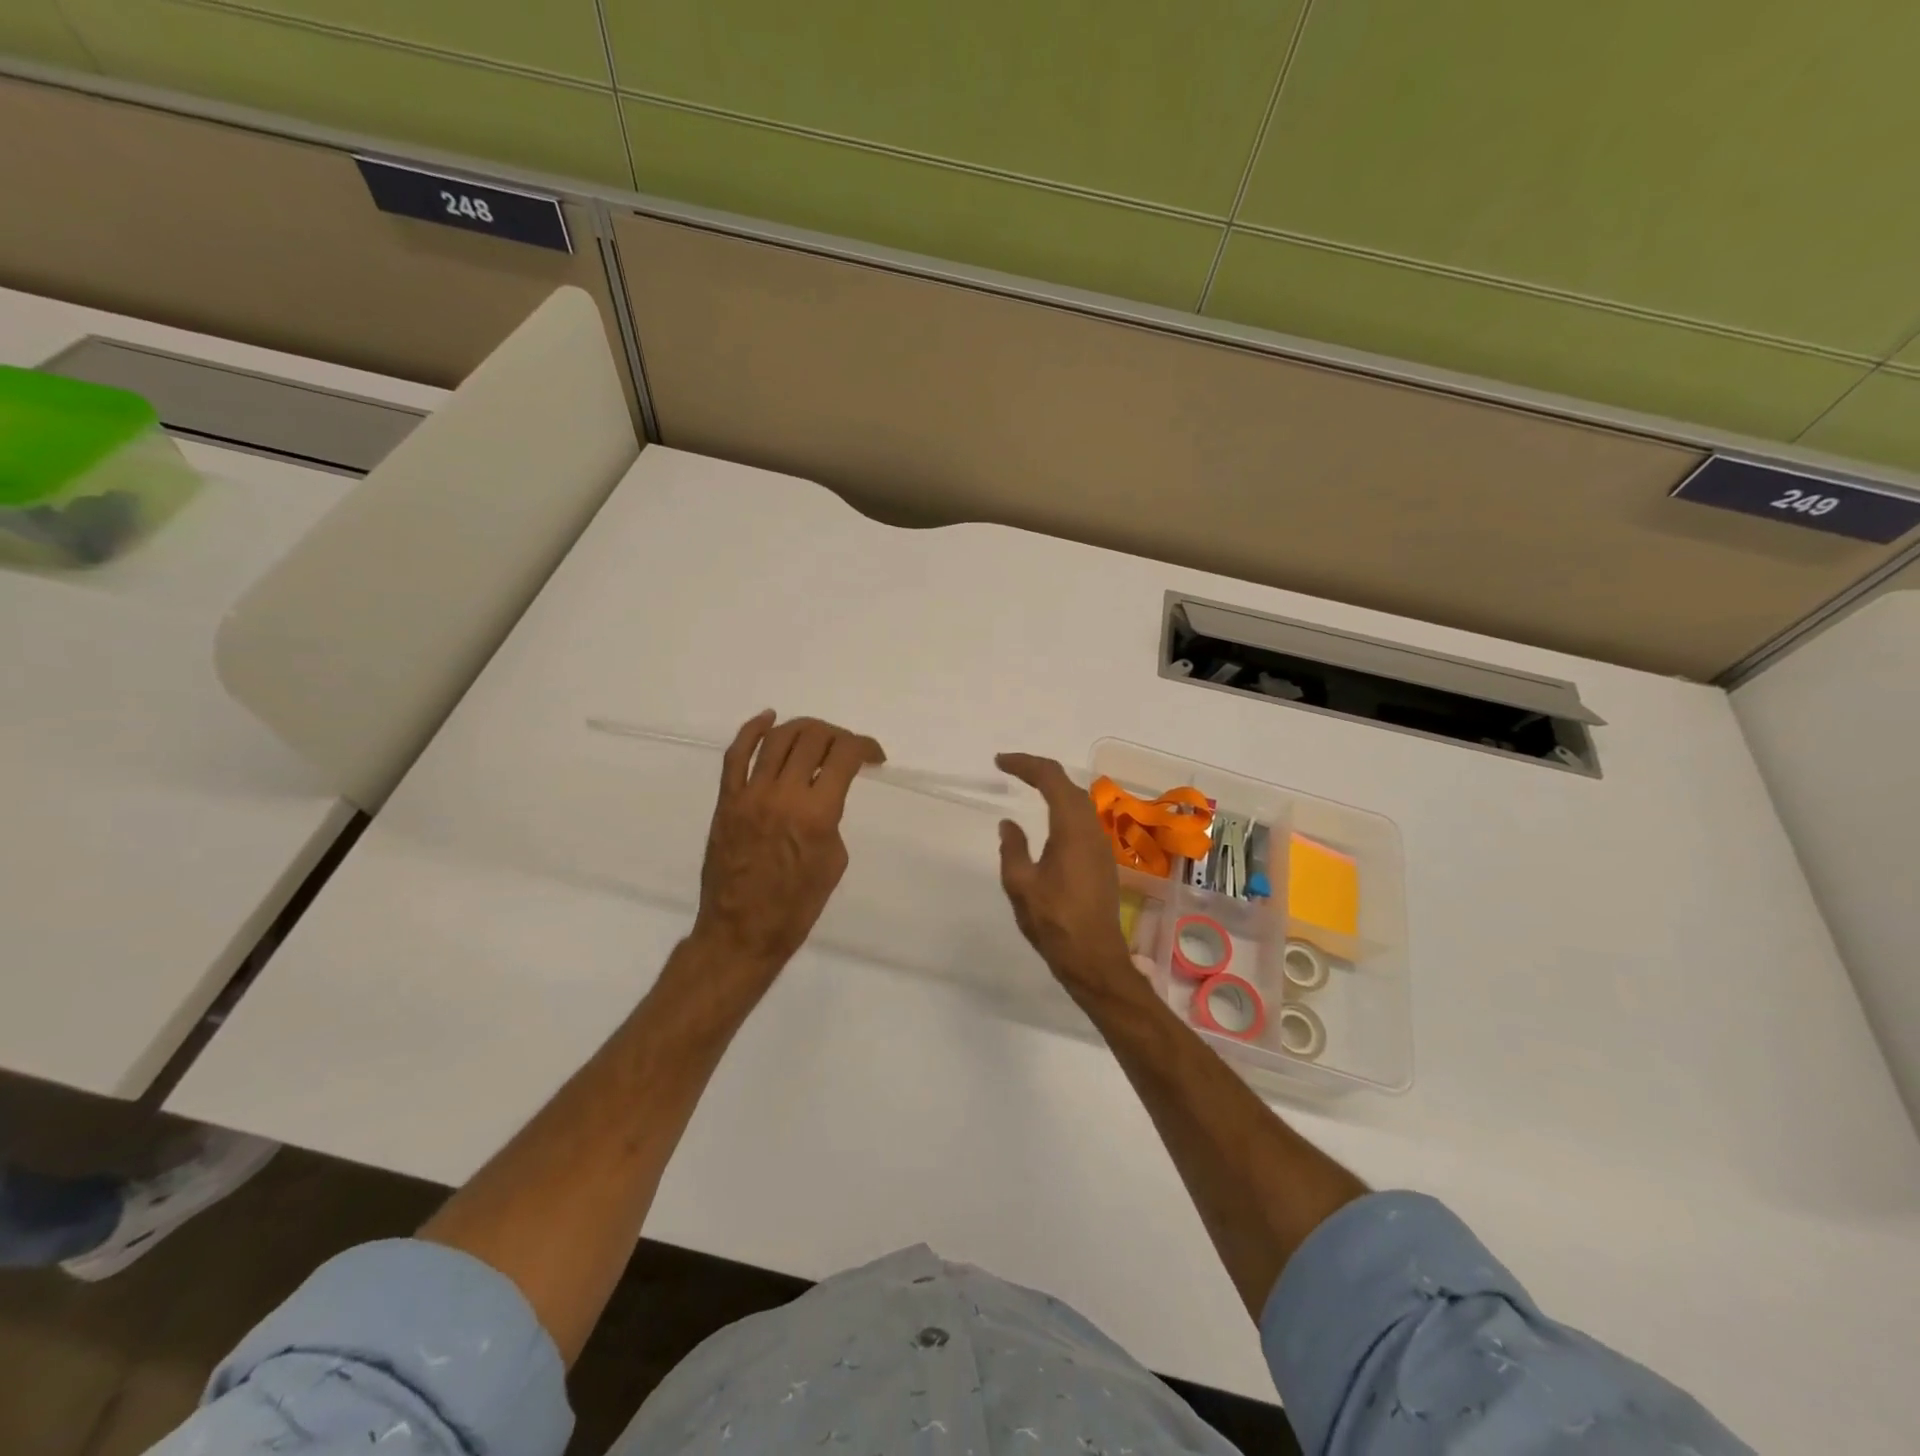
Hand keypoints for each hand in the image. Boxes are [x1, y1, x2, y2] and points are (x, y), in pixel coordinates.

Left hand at [690, 711, 885, 981]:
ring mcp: (749, 794)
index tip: (874, 756)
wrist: (741, 932)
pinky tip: (768, 718)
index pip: (844, 756)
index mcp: (817, 813)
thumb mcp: (834, 861)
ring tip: (817, 735)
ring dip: (803, 728)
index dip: (865, 746)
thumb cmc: (797, 907)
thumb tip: (822, 795)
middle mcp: (783, 794)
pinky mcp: (726, 800)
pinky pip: (736, 754)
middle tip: (846, 750)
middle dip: (837, 735)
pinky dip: (752, 730)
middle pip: (813, 738)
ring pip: (777, 738)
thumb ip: (831, 817)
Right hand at [995, 752, 1132, 991]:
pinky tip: (1048, 820)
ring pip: (1078, 801)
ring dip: (1053, 788)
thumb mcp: (1020, 884)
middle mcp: (1091, 829)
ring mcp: (1100, 845)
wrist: (1093, 958)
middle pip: (1067, 784)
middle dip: (1039, 771)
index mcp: (1071, 828)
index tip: (1000, 762)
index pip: (1051, 778)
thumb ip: (1012, 848)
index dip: (1025, 764)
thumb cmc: (1054, 921)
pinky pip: (1082, 819)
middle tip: (1010, 769)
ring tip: (1027, 786)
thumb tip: (1009, 824)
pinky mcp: (1102, 860)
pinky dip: (1062, 807)